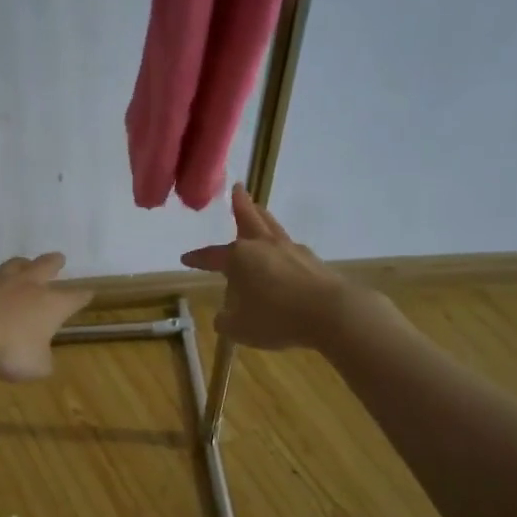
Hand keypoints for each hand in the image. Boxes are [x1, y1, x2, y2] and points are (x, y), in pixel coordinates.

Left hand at [0, 253, 93, 381]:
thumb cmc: (8, 349)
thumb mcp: (35, 367)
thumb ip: (43, 361)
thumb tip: (42, 358)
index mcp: (51, 305)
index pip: (74, 298)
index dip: (83, 296)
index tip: (89, 293)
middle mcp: (28, 286)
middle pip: (45, 267)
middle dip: (54, 263)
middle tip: (59, 258)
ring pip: (14, 266)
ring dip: (21, 264)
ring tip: (23, 263)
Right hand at [181, 185, 351, 350]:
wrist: (330, 313)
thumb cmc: (276, 318)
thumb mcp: (239, 328)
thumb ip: (226, 321)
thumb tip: (223, 317)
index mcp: (240, 258)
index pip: (212, 256)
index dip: (198, 258)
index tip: (186, 258)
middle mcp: (264, 247)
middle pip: (250, 219)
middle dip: (240, 204)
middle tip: (238, 188)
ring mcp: (291, 251)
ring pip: (272, 227)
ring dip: (263, 217)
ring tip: (259, 210)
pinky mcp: (313, 262)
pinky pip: (291, 248)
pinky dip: (282, 247)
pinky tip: (283, 254)